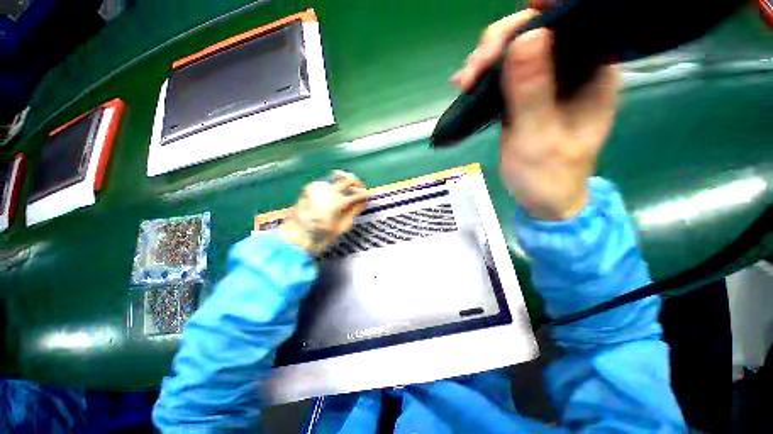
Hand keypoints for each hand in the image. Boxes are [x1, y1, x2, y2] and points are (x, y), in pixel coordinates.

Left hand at [279, 171, 367, 254]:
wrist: (295, 236)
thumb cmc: (320, 236)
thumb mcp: (341, 226)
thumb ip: (354, 211)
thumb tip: (362, 202)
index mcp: (338, 201)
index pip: (358, 194)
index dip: (365, 195)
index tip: (367, 197)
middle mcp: (328, 190)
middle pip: (348, 178)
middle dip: (357, 183)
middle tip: (359, 191)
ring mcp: (317, 187)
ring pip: (336, 176)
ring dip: (345, 182)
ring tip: (347, 190)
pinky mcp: (309, 187)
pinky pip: (326, 181)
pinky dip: (333, 184)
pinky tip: (334, 193)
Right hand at [451, 9, 619, 219]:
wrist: (542, 198)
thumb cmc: (548, 175)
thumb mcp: (538, 137)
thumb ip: (533, 92)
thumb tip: (525, 38)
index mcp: (595, 70)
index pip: (572, 21)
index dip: (540, 13)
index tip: (503, 34)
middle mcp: (574, 67)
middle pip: (537, 29)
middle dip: (501, 42)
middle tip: (474, 70)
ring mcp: (547, 79)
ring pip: (516, 50)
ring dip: (487, 59)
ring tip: (464, 81)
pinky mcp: (525, 94)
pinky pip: (504, 73)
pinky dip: (483, 75)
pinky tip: (465, 84)